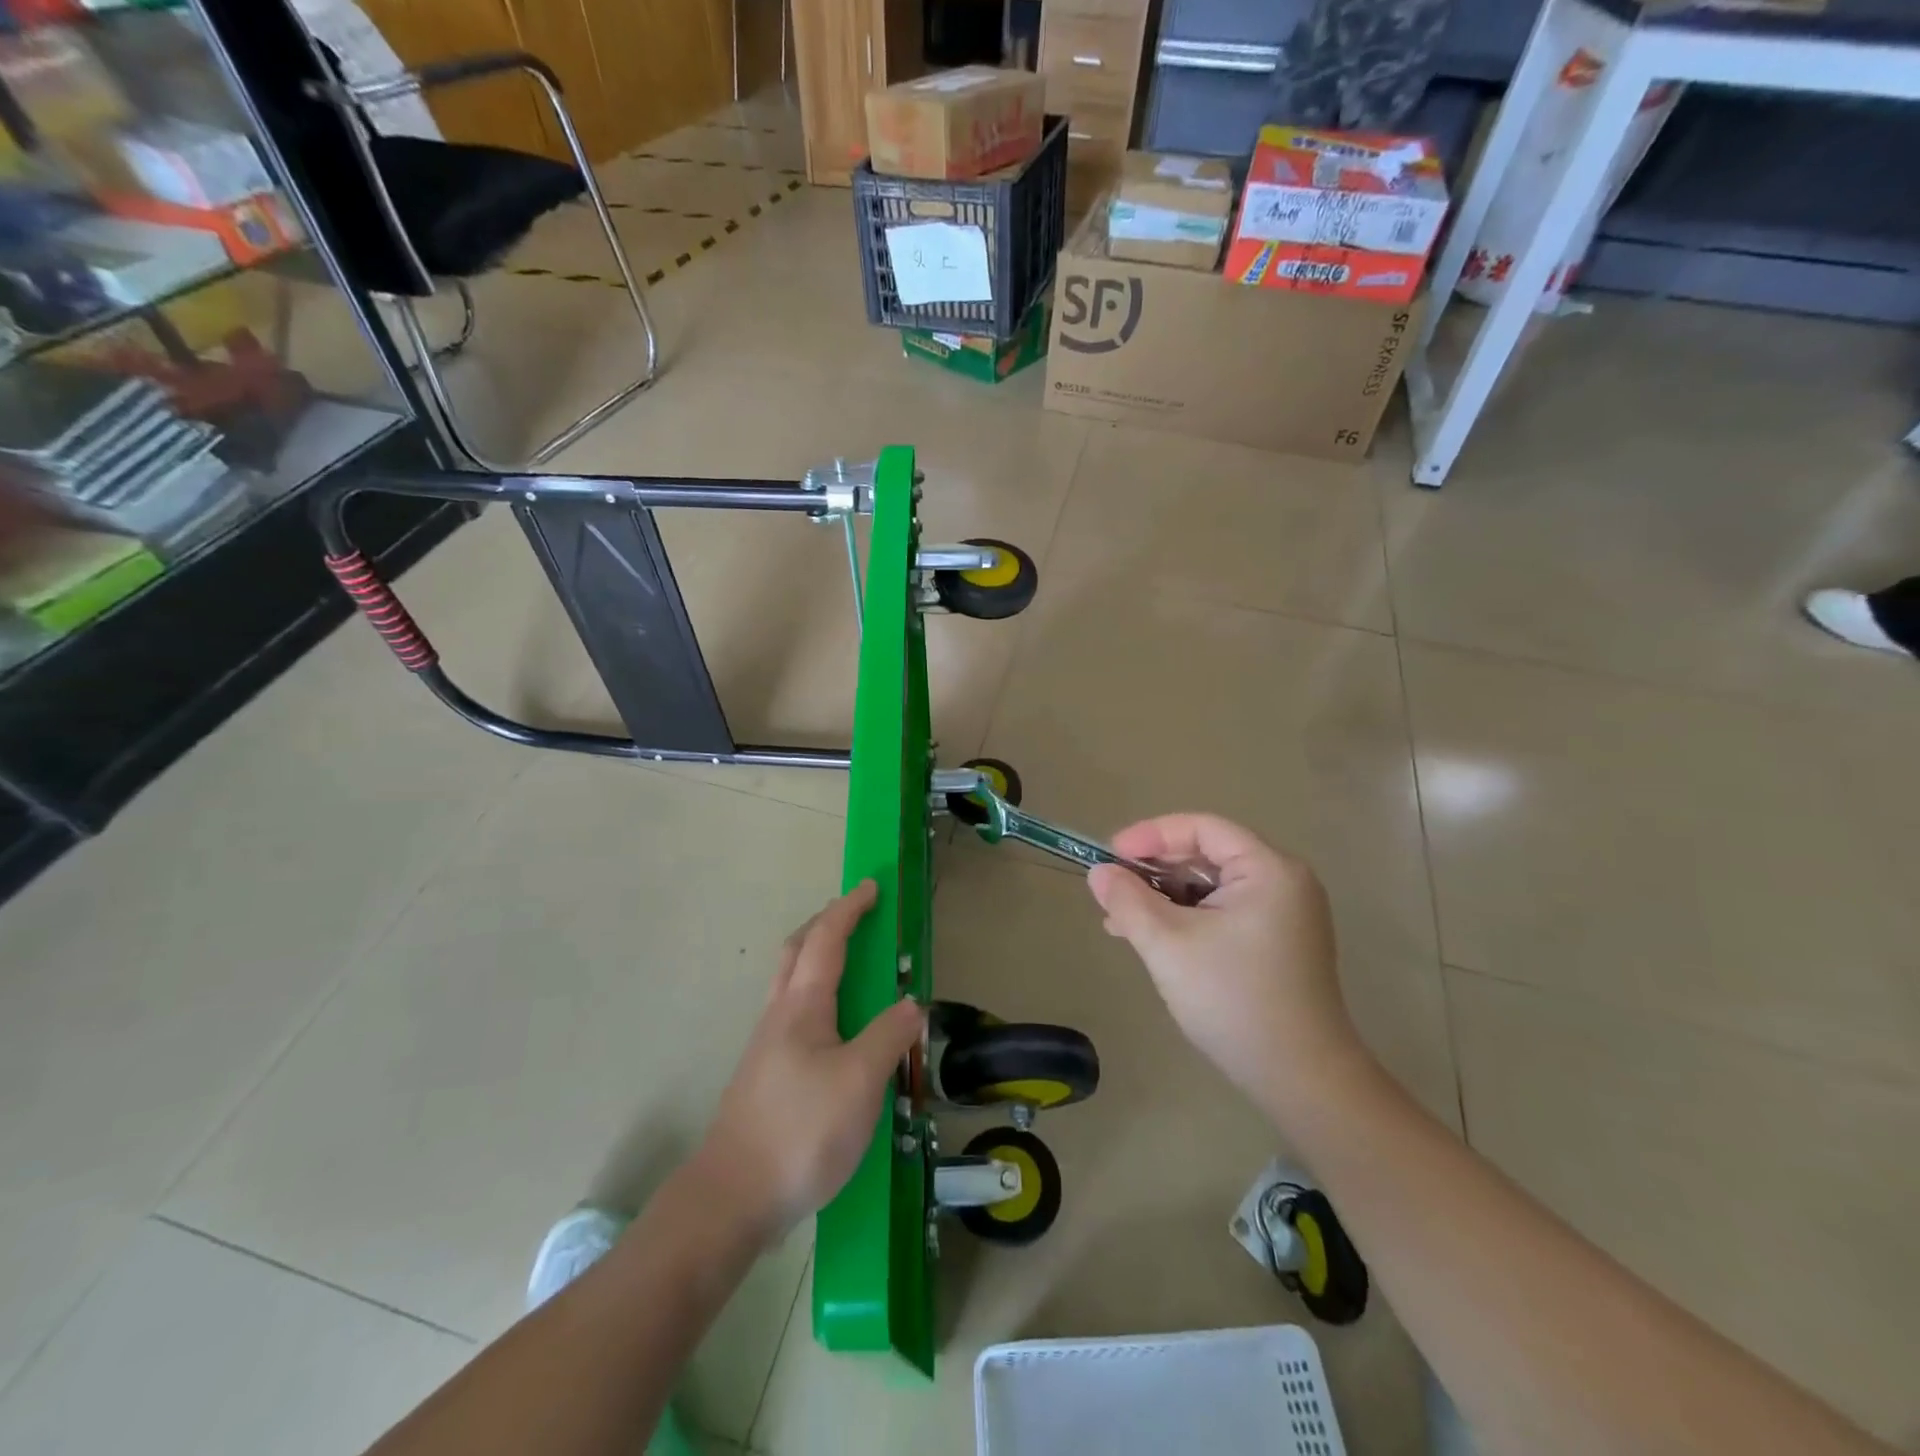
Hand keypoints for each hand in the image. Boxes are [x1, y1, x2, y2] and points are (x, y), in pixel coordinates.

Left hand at [694, 881, 923, 1244]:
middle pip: (797, 950)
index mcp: (802, 1005)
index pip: (827, 939)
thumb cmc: (800, 1131)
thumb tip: (912, 1004)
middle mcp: (780, 1015)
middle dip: (826, 923)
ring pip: (791, 981)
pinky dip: (816, 993)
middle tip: (856, 916)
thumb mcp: (860, 1082)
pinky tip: (834, 1028)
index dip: (849, 909)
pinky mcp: (766, 1074)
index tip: (871, 887)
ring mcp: (767, 1045)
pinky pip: (793, 1012)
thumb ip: (889, 1036)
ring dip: (817, 956)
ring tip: (851, 966)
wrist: (731, 1197)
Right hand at [1087, 815, 1363, 1105]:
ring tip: (1121, 920)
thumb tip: (1098, 873)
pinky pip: (1223, 911)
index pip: (1203, 828)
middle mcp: (1283, 882)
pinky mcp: (1278, 942)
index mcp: (1269, 870)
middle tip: (1112, 889)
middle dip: (1155, 870)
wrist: (1300, 1079)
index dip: (1152, 835)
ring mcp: (1284, 914)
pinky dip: (1187, 918)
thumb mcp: (1168, 945)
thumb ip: (1128, 901)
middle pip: (1207, 855)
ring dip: (1165, 897)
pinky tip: (1152, 938)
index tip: (1110, 855)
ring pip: (1211, 886)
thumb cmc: (1233, 1000)